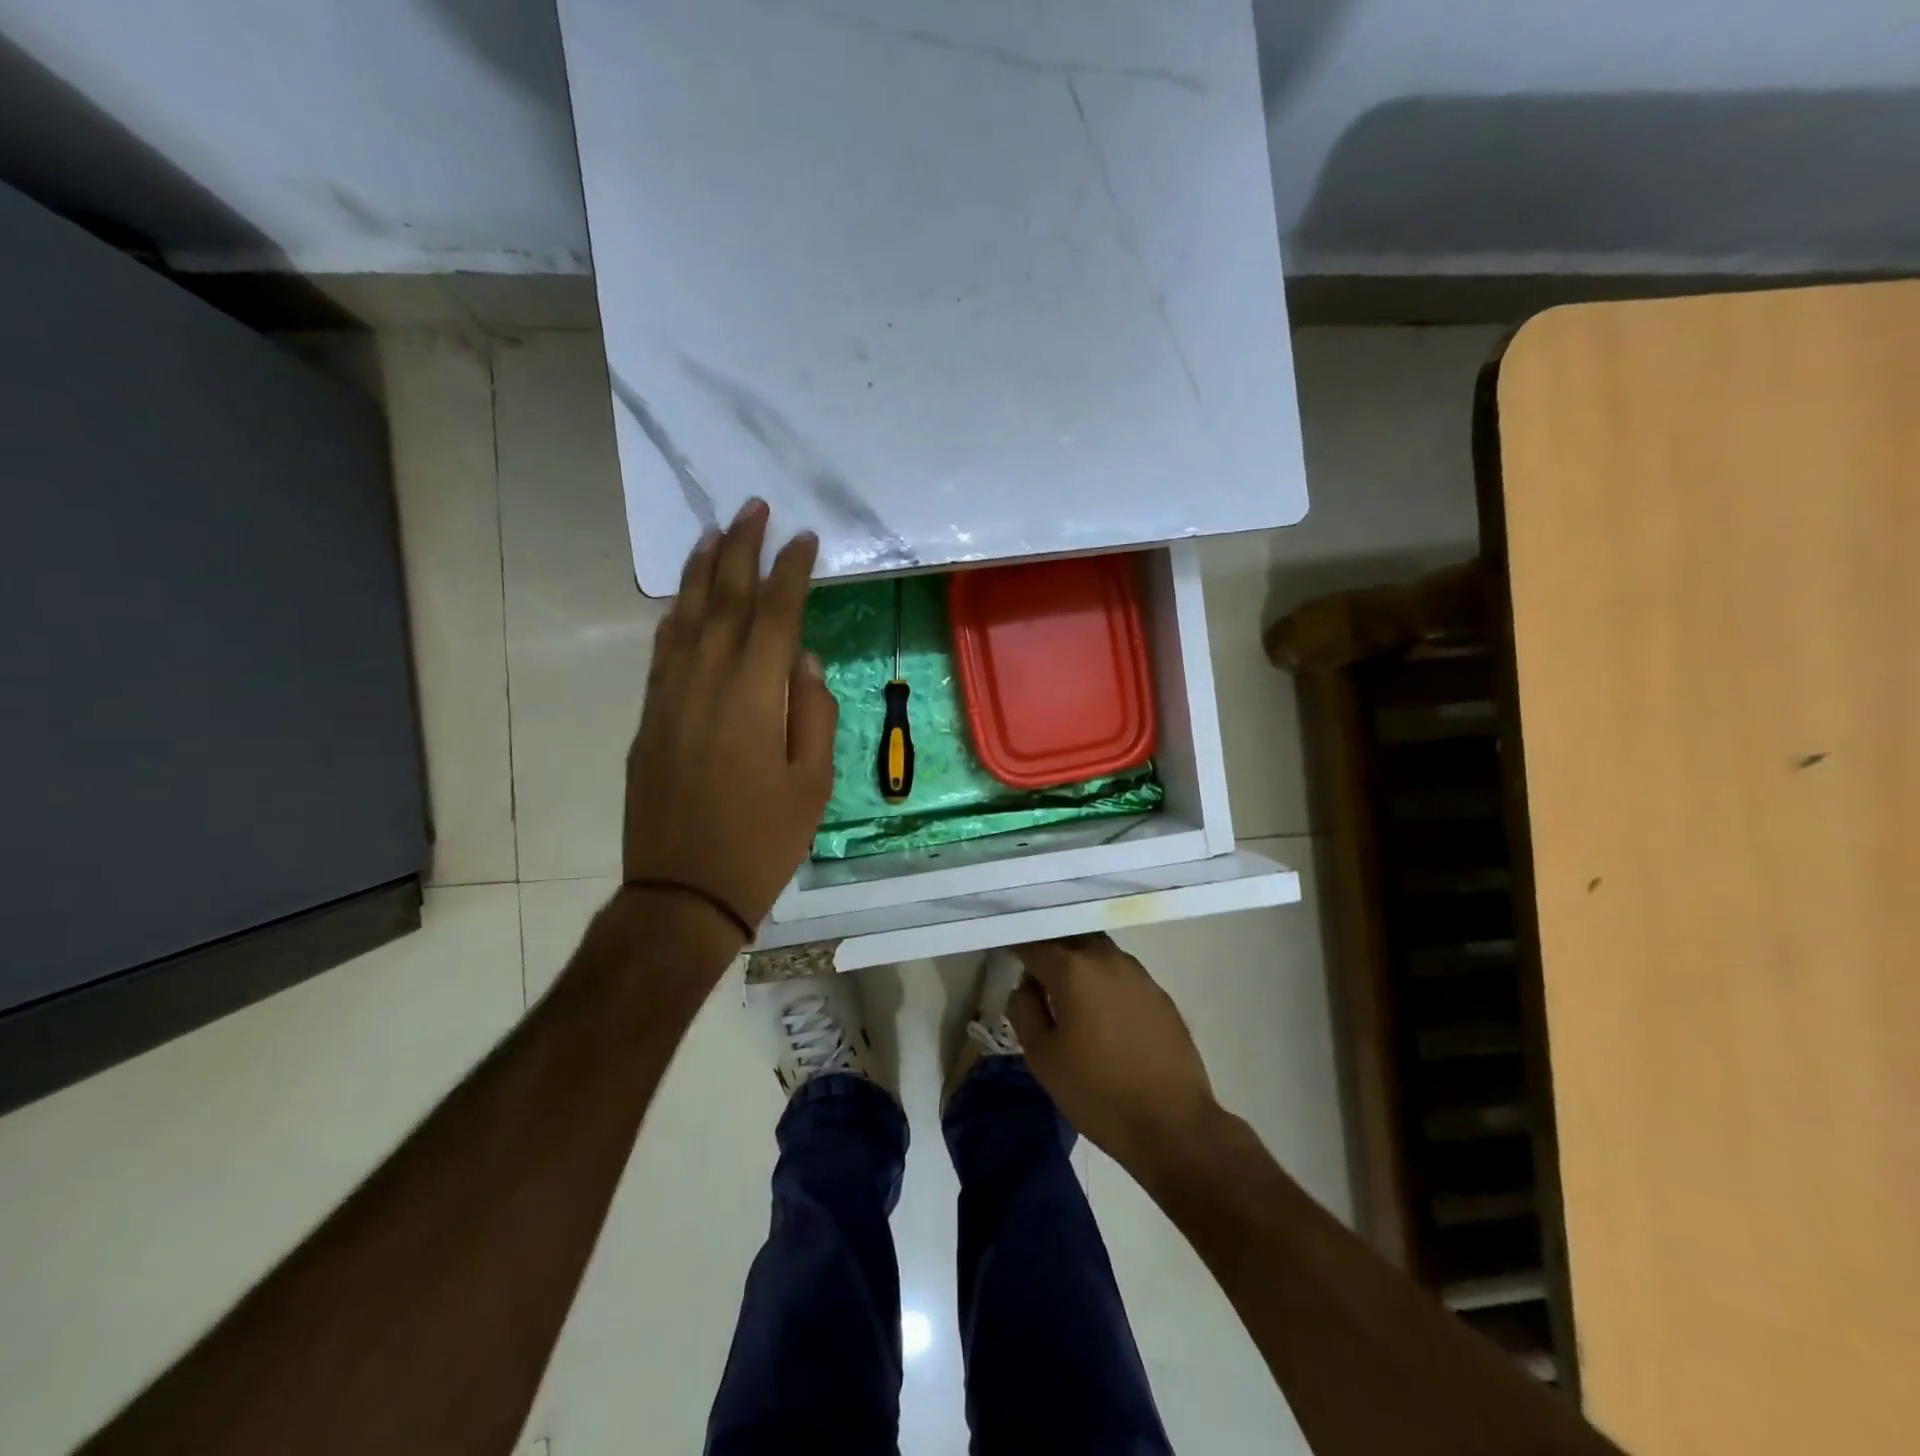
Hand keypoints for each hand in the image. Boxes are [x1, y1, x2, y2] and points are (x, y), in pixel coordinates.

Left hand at [623, 499, 836, 942]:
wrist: (684, 891)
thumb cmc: (763, 841)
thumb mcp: (813, 784)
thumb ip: (813, 714)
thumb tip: (805, 661)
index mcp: (754, 697)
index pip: (775, 614)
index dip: (790, 571)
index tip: (804, 538)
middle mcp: (706, 682)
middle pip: (724, 599)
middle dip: (740, 548)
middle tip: (753, 507)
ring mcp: (669, 697)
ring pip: (684, 616)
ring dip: (700, 569)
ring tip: (714, 531)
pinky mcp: (649, 717)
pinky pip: (662, 649)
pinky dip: (675, 614)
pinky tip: (683, 599)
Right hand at [1008, 934, 1220, 1177]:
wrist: (1172, 1124)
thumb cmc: (1096, 1091)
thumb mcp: (1042, 1057)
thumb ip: (1024, 1010)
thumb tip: (1025, 986)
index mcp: (1073, 969)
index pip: (1034, 945)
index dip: (1016, 948)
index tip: (1005, 956)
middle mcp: (1107, 959)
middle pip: (1071, 939)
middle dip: (1051, 949)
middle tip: (1036, 974)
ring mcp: (1138, 974)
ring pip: (1099, 952)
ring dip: (1080, 962)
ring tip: (1068, 994)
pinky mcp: (1160, 994)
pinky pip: (1122, 974)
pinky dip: (1104, 981)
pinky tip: (1102, 1012)